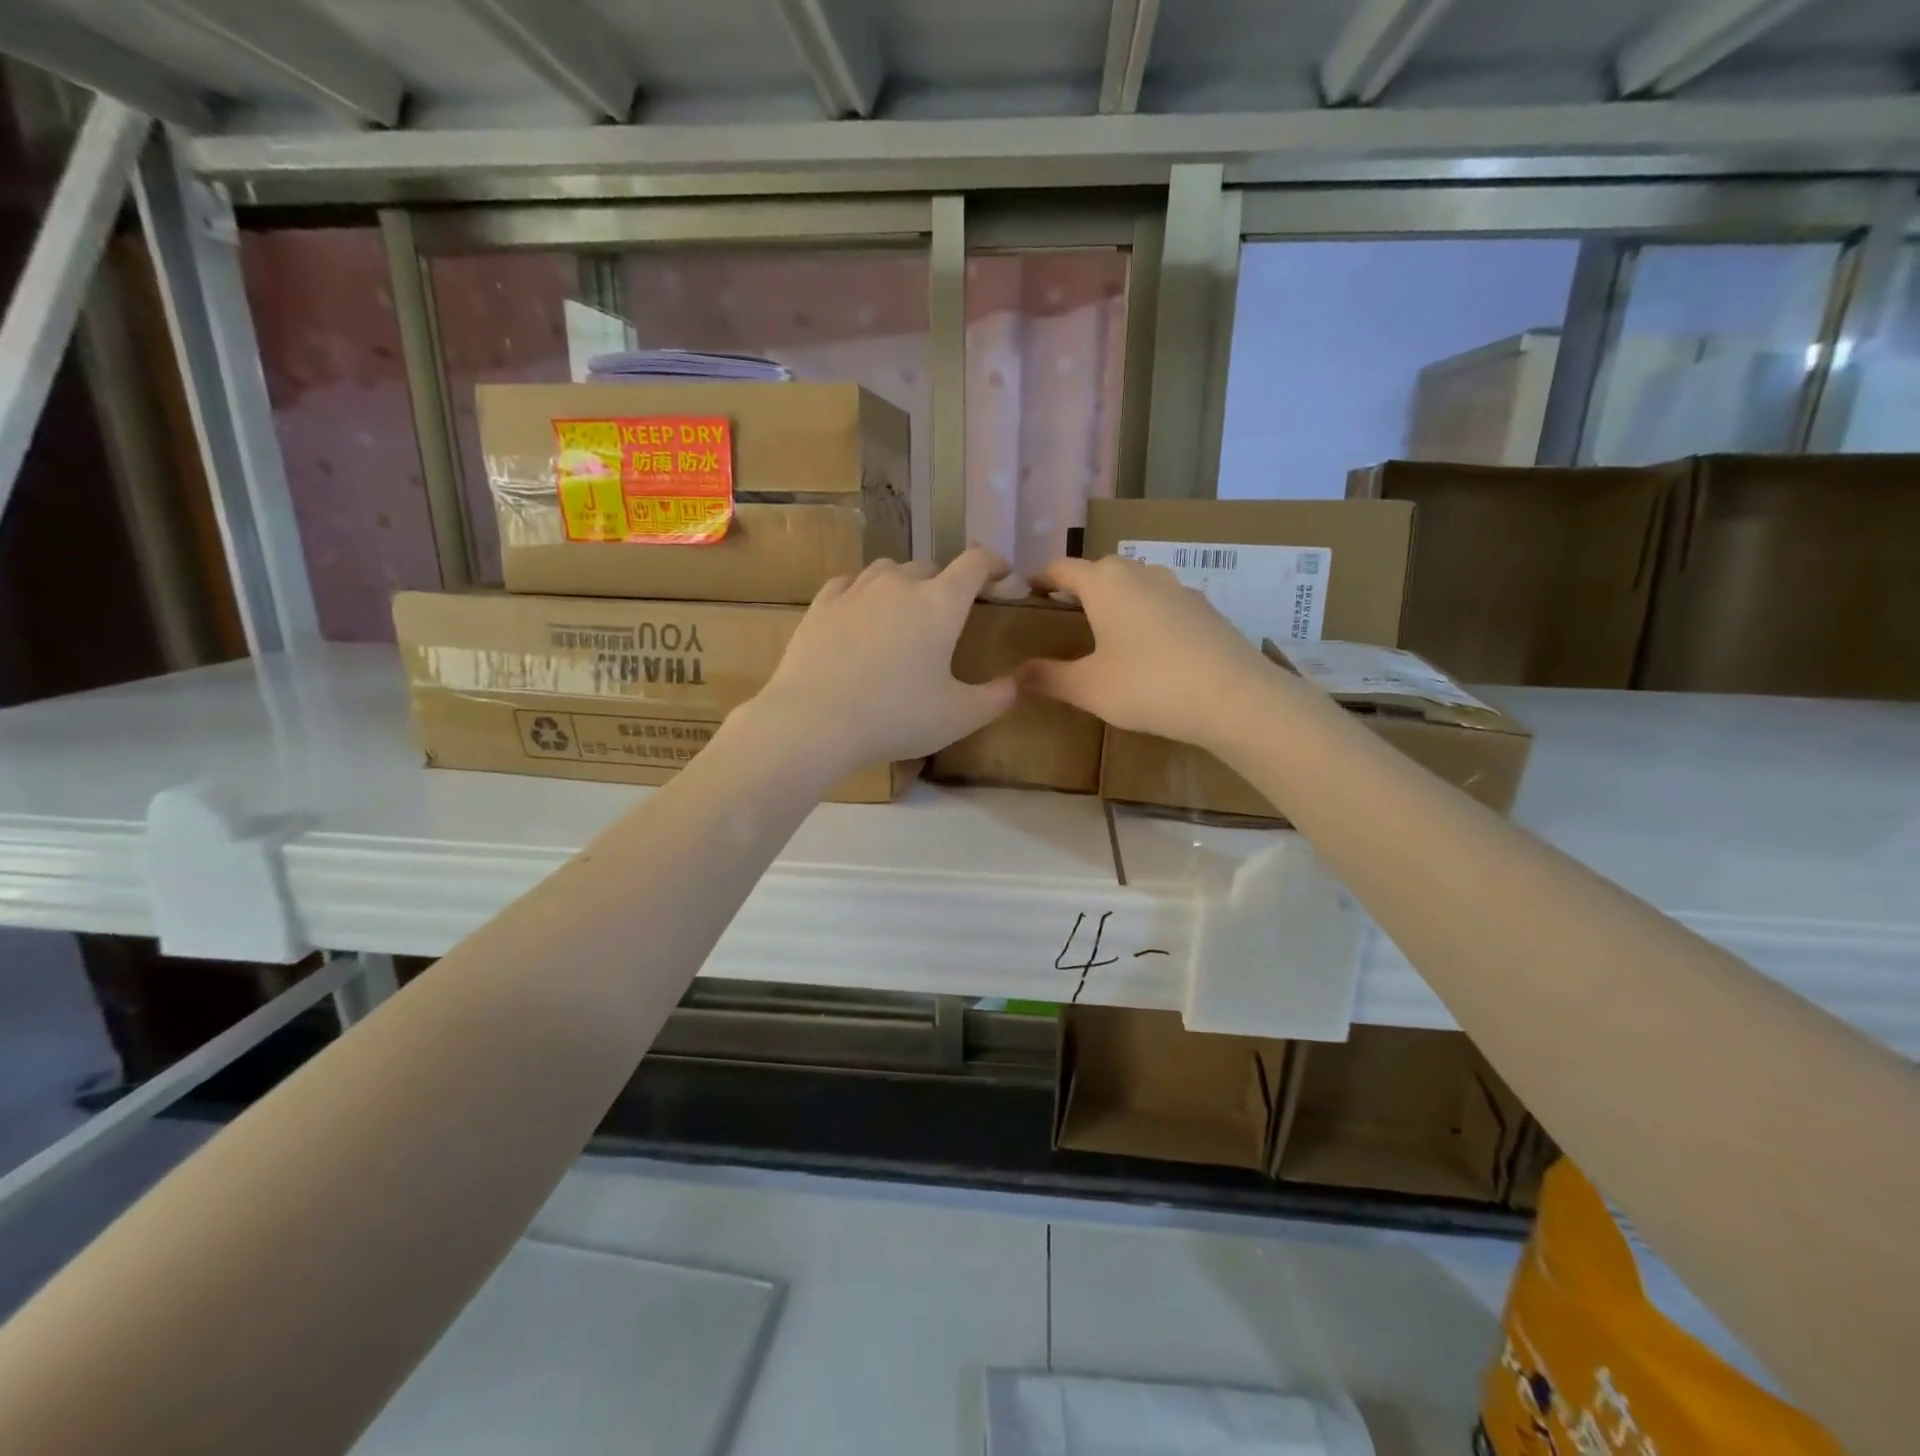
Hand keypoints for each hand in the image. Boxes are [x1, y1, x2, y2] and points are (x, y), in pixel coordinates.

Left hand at [746, 549, 1017, 770]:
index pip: (975, 563)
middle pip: (931, 567)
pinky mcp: (821, 604)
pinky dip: (864, 593)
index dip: (994, 564)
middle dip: (947, 584)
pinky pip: (850, 584)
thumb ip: (997, 698)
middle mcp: (899, 584)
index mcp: (940, 603)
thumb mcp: (959, 717)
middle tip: (949, 614)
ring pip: (888, 571)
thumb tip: (1016, 682)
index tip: (1003, 576)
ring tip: (904, 612)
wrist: (814, 721)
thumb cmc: (896, 717)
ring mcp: (856, 590)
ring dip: (904, 584)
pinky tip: (861, 613)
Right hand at [1020, 555, 1270, 750]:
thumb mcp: (1089, 688)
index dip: (1042, 579)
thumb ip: (1049, 678)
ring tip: (1106, 628)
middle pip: (1101, 570)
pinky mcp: (1204, 608)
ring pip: (1136, 583)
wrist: (1234, 697)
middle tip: (1065, 613)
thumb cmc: (1148, 686)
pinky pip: (1162, 601)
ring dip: (1116, 598)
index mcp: (1105, 583)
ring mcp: (1178, 587)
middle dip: (1080, 586)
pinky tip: (1149, 645)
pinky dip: (1146, 613)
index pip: (1064, 568)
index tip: (1028, 592)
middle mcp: (1141, 573)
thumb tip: (1015, 675)